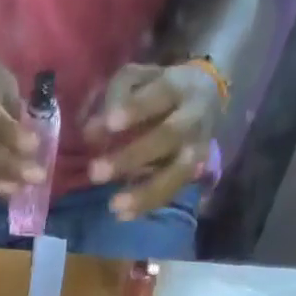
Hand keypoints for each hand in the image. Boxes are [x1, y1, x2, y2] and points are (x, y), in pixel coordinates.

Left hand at [82, 62, 224, 219]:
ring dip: (144, 192)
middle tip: (95, 172)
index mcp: (179, 86)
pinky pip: (171, 193)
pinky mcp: (192, 174)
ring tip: (113, 206)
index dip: (136, 108)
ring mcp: (197, 149)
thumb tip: (91, 132)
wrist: (204, 97)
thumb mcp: (137, 79)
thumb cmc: (157, 90)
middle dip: (131, 156)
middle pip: (168, 136)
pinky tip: (122, 215)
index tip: (110, 122)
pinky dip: (146, 206)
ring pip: (177, 173)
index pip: (161, 93)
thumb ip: (114, 98)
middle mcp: (193, 118)